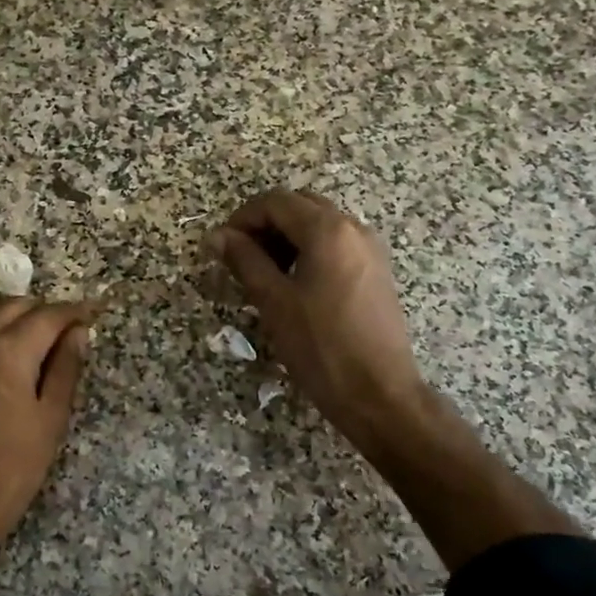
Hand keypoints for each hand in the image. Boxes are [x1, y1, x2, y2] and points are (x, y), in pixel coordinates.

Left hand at [0, 299, 94, 560]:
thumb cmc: (11, 469)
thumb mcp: (50, 421)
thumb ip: (66, 369)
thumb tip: (78, 333)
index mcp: (8, 352)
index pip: (48, 315)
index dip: (74, 311)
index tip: (94, 313)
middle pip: (16, 306)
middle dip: (46, 311)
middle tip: (70, 331)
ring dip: (16, 314)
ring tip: (40, 338)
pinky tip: (7, 350)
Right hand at [207, 190, 426, 449]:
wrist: (379, 393)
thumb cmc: (321, 347)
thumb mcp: (274, 301)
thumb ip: (245, 260)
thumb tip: (217, 236)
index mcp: (328, 230)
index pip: (275, 201)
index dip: (242, 218)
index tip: (222, 247)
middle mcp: (354, 228)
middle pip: (299, 206)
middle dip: (265, 225)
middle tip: (240, 258)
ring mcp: (370, 249)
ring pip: (319, 224)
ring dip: (286, 238)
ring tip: (263, 274)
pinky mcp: (376, 271)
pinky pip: (336, 244)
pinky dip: (309, 251)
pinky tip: (293, 285)